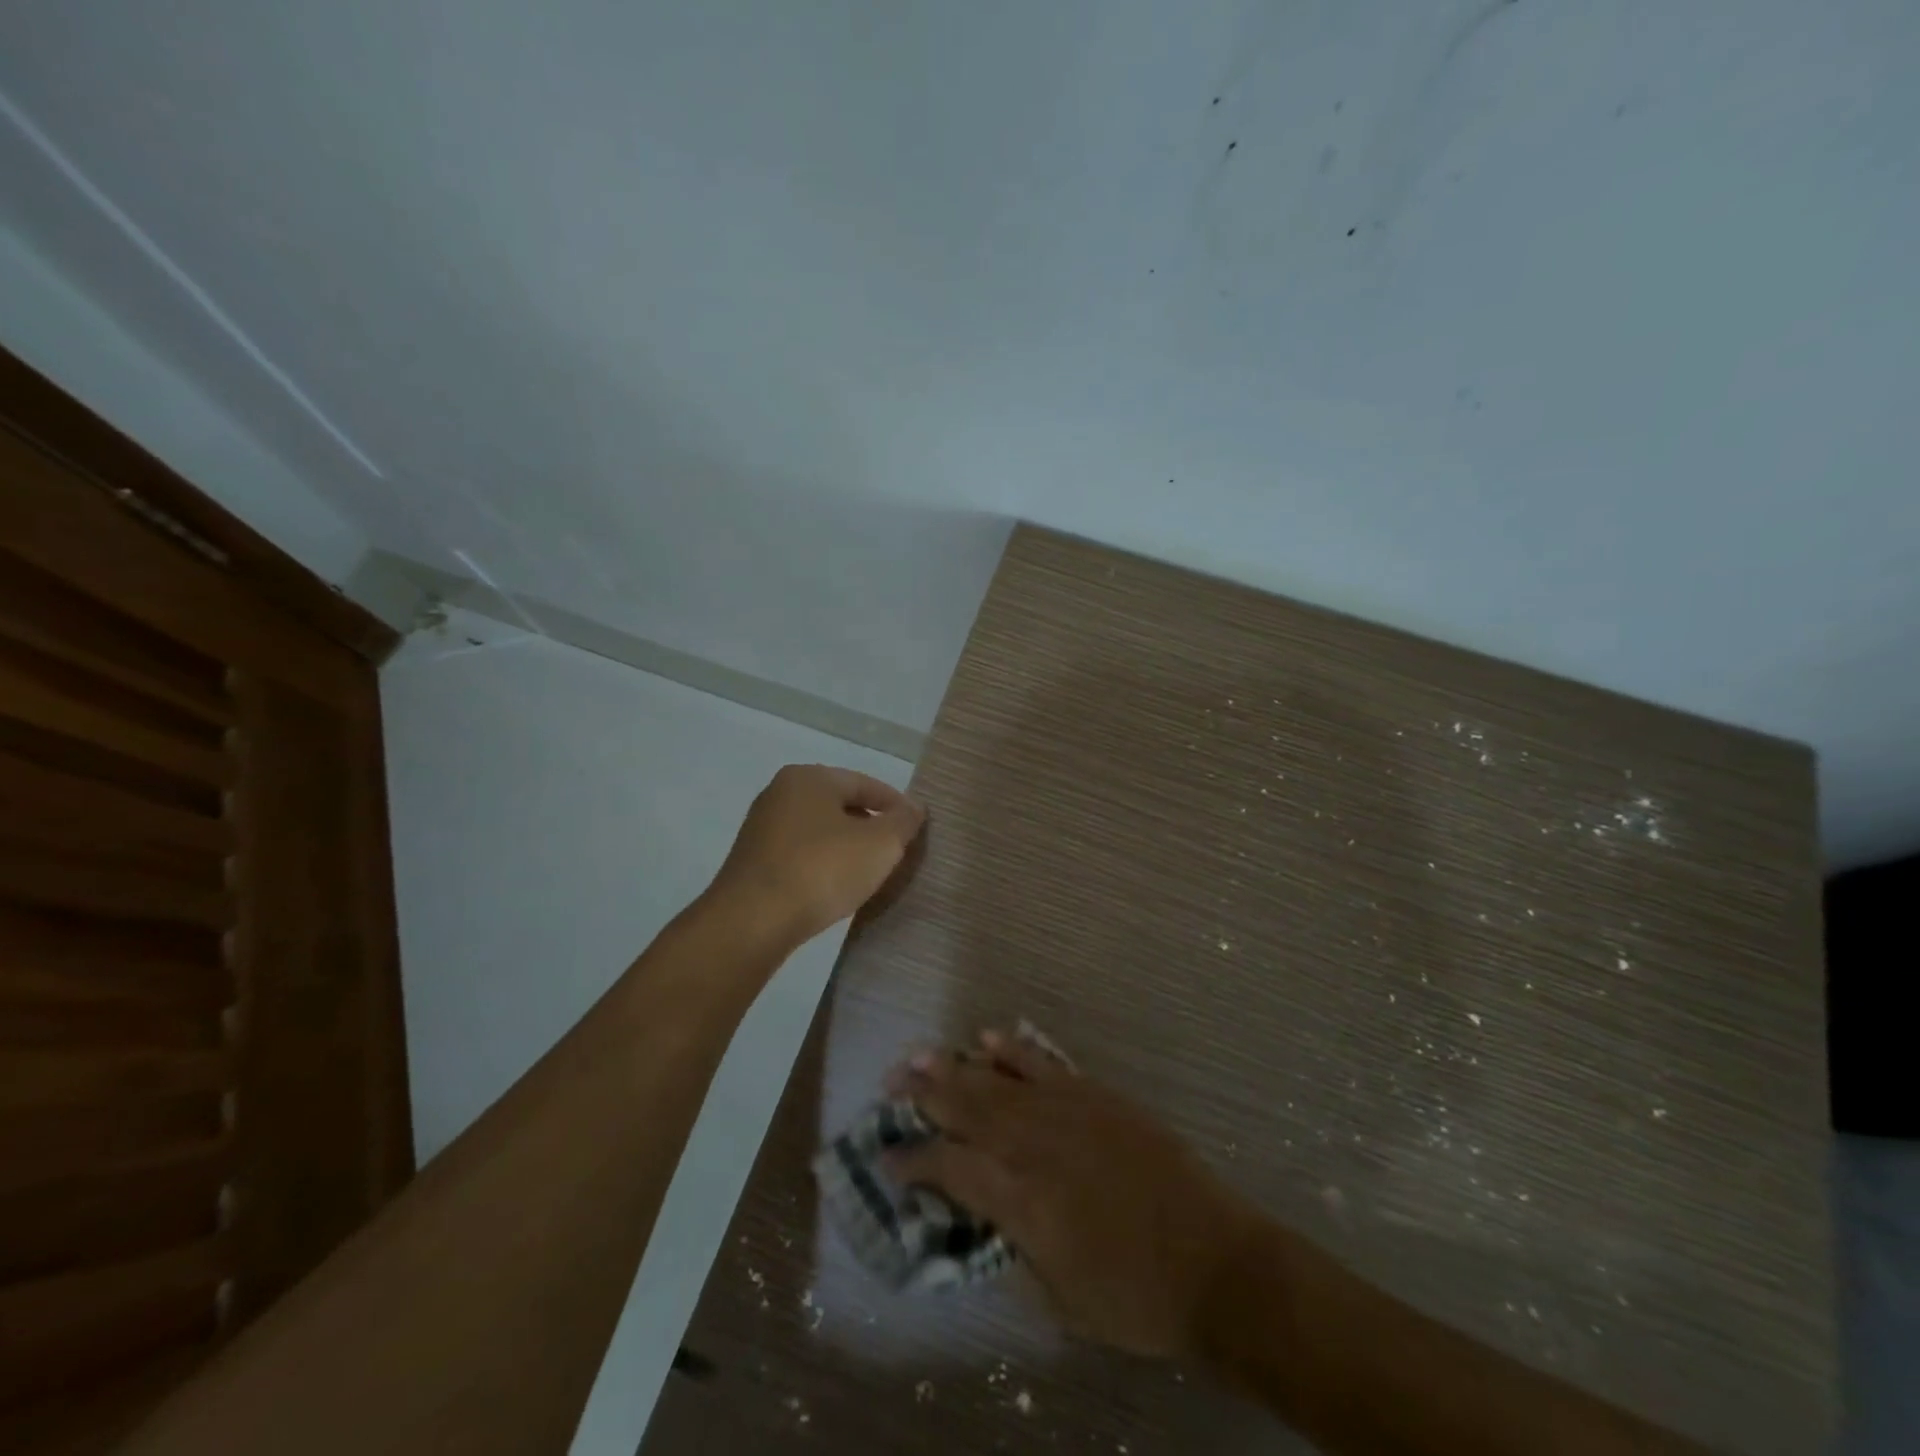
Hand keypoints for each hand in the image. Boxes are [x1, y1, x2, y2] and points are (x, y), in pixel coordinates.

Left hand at [709, 765, 925, 945]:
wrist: (751, 921)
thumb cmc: (821, 870)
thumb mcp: (880, 844)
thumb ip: (903, 822)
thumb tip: (913, 808)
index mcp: (810, 778)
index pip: (865, 784)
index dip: (895, 805)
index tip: (916, 828)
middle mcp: (781, 793)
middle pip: (840, 805)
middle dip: (870, 826)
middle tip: (896, 851)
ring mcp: (762, 828)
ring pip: (819, 831)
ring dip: (846, 847)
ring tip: (869, 872)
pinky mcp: (752, 862)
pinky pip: (800, 854)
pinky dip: (822, 865)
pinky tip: (835, 887)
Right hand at [884, 1030, 1264, 1357]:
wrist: (1213, 1262)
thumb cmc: (1134, 1297)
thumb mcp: (1060, 1296)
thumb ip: (1014, 1243)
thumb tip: (985, 1208)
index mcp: (1021, 1199)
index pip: (950, 1168)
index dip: (913, 1161)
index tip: (887, 1157)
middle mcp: (1034, 1145)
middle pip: (966, 1108)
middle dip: (923, 1094)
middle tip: (892, 1080)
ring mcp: (1066, 1111)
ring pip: (997, 1080)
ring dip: (956, 1065)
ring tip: (922, 1054)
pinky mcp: (1095, 1095)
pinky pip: (1043, 1063)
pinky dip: (1013, 1049)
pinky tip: (989, 1037)